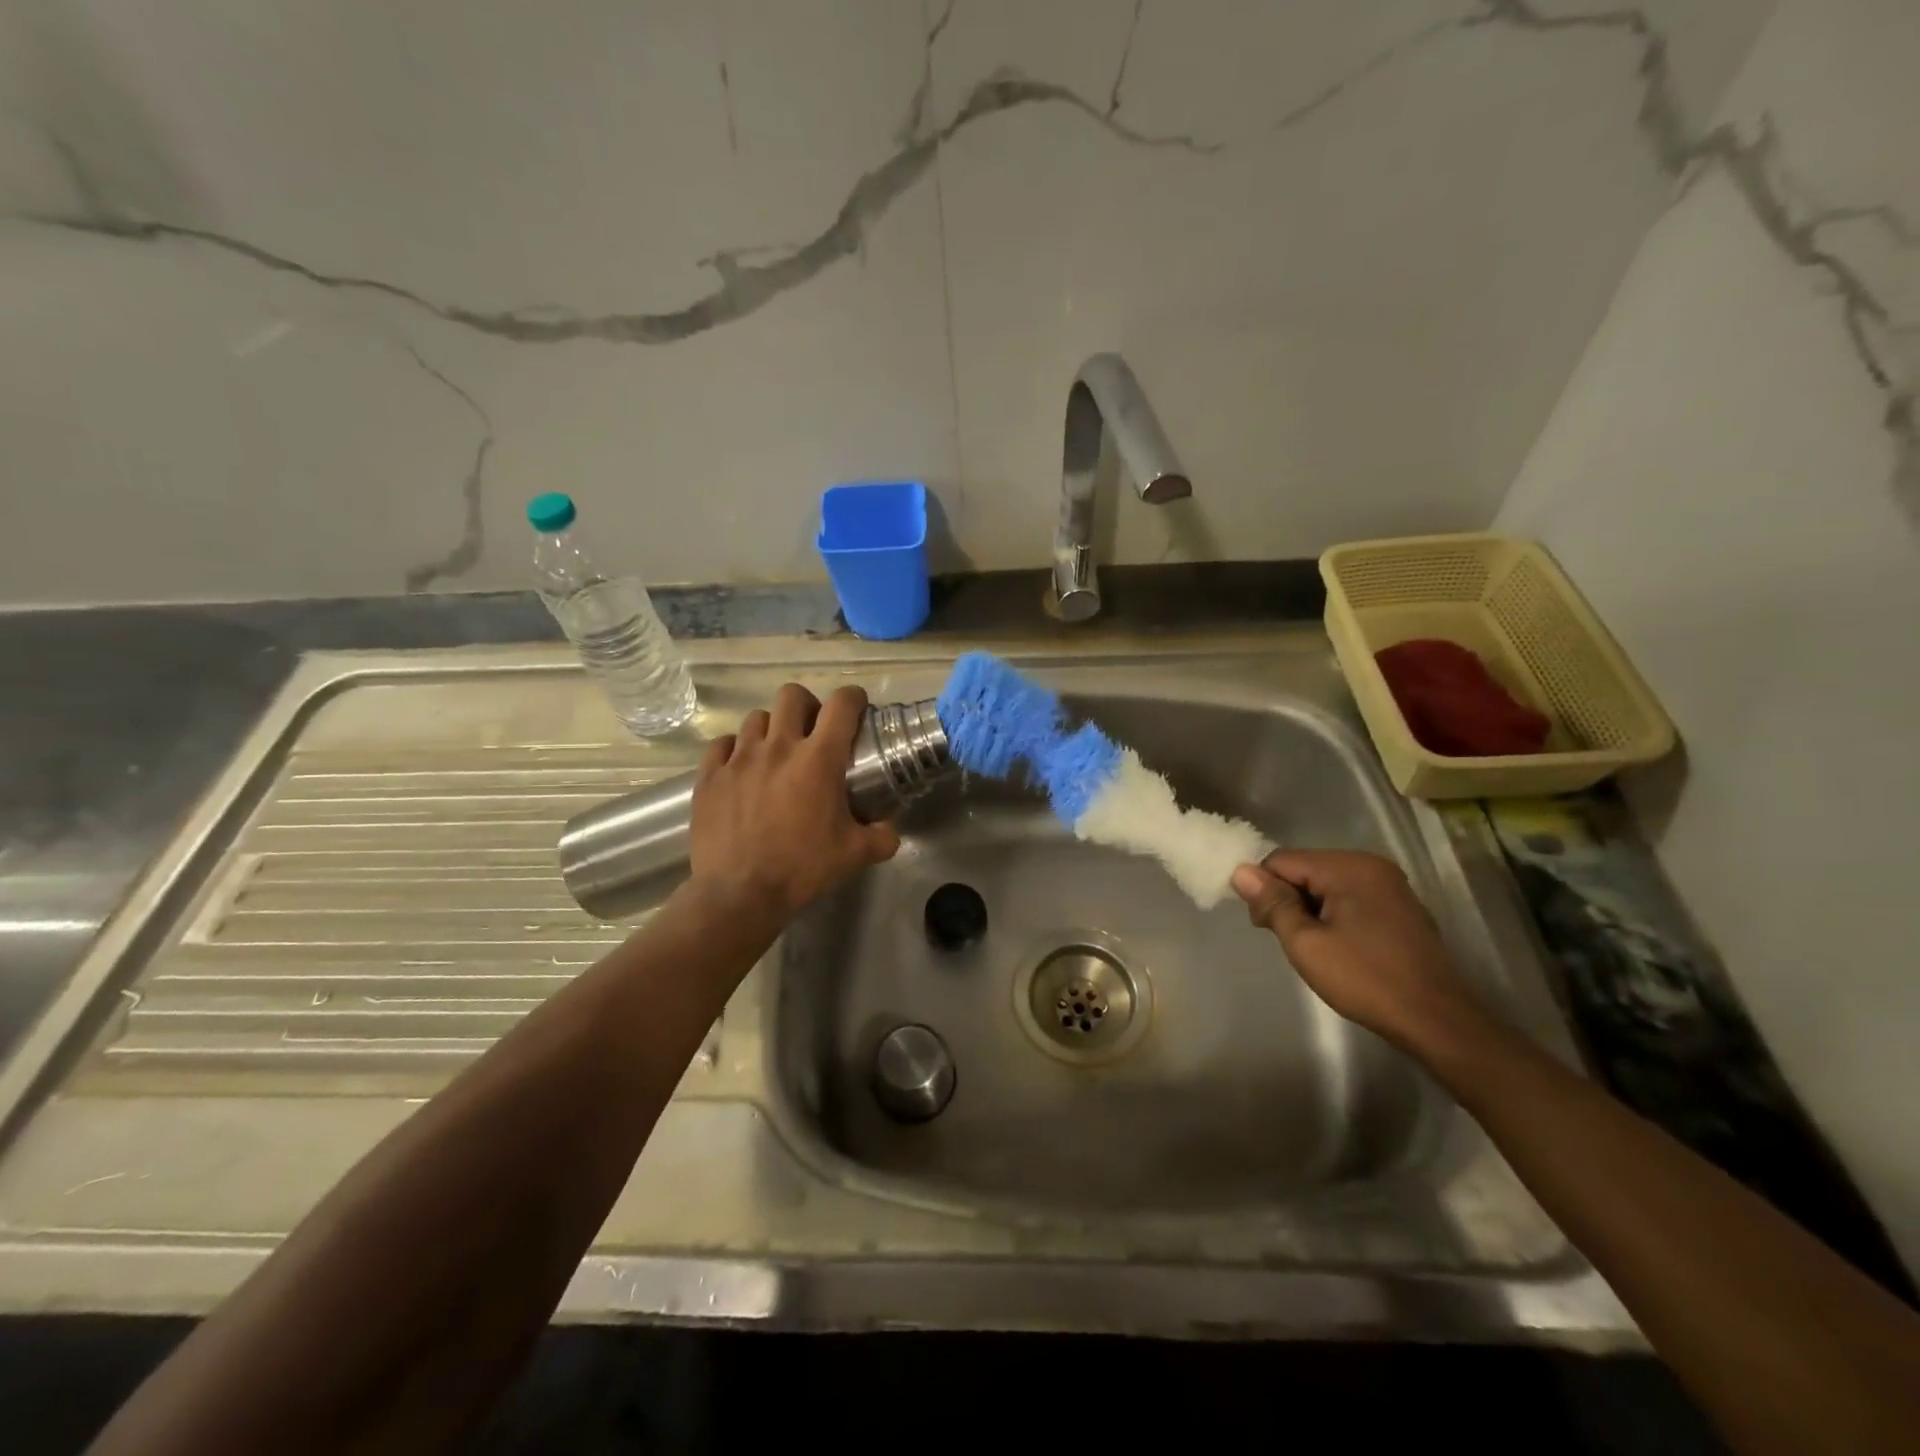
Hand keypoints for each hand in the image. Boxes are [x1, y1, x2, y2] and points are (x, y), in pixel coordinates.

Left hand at [688, 683, 901, 921]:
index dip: (853, 699)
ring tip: (774, 753)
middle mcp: (778, 747)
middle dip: (807, 705)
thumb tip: (890, 830)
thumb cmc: (802, 869)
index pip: (841, 705)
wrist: (740, 894)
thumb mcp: (855, 855)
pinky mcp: (709, 776)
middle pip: (792, 696)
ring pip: (755, 718)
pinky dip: (734, 750)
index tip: (857, 709)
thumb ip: (882, 837)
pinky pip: (721, 745)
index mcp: (819, 759)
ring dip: (770, 729)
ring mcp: (739, 758)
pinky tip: (740, 768)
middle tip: (812, 730)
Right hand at [1231, 850, 1487, 1055]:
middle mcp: (1370, 865)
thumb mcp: (1306, 944)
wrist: (1437, 1020)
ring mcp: (1390, 884)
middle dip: (1287, 898)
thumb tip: (1241, 871)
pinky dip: (1334, 913)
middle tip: (1287, 940)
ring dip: (1309, 908)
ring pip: (1326, 883)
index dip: (1264, 890)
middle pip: (1305, 868)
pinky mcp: (1400, 906)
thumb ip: (1273, 903)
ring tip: (1312, 946)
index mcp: (1348, 867)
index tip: (1264, 927)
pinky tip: (1338, 945)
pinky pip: (1350, 896)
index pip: (1282, 861)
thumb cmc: (1366, 980)